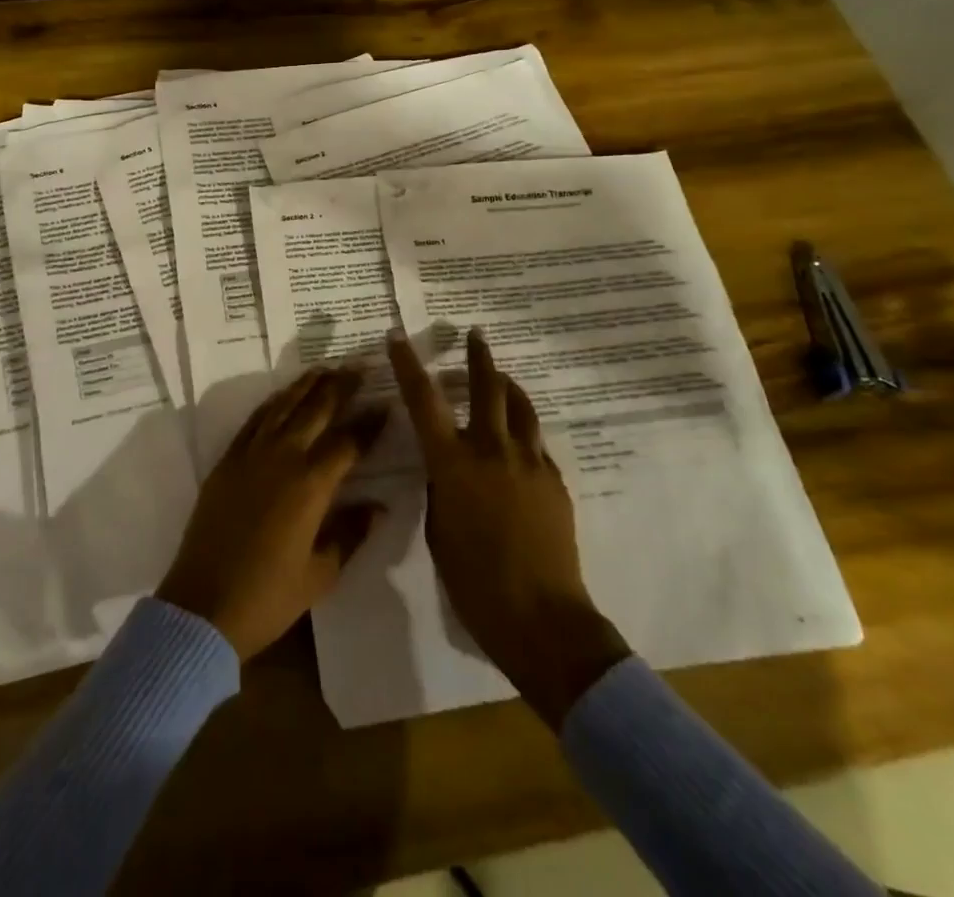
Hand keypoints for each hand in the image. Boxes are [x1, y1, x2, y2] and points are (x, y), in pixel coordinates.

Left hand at [157, 368, 386, 660]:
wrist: (203, 607)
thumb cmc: (268, 596)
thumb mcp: (321, 573)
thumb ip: (351, 533)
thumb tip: (379, 506)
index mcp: (310, 485)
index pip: (348, 442)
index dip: (370, 423)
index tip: (386, 405)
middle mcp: (282, 458)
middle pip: (316, 410)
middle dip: (340, 387)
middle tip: (359, 366)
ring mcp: (251, 455)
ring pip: (283, 406)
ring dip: (306, 385)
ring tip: (325, 369)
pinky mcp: (227, 461)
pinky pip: (254, 420)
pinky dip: (273, 402)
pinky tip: (283, 395)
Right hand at [389, 328, 630, 726]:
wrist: (541, 618)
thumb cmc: (474, 582)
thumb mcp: (439, 532)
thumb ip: (442, 491)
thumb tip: (448, 472)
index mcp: (453, 465)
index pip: (424, 402)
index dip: (409, 366)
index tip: (399, 338)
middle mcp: (492, 451)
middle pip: (488, 388)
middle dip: (478, 357)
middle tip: (475, 335)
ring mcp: (530, 463)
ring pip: (520, 408)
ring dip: (508, 388)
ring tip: (502, 379)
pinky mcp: (555, 482)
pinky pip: (536, 446)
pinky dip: (523, 435)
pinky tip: (519, 448)